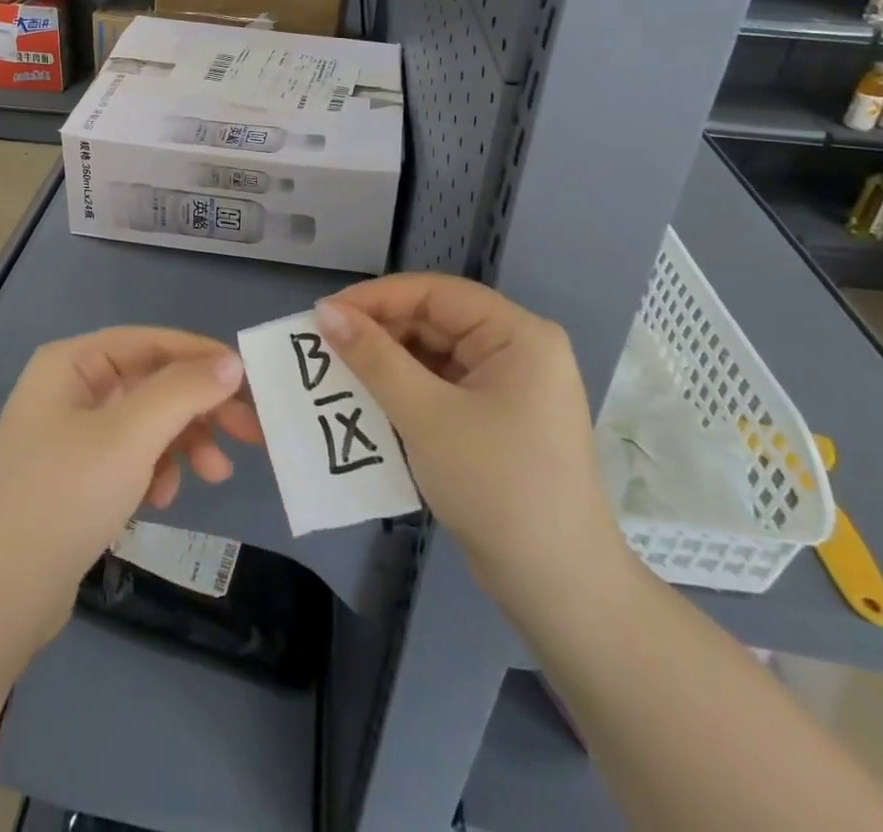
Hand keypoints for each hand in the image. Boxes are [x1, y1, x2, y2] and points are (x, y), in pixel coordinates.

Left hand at [0, 328, 262, 634]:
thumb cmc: (63, 498)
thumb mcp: (130, 437)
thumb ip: (183, 391)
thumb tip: (230, 361)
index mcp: (72, 363)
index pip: (151, 342)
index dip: (203, 356)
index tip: (252, 381)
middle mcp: (70, 388)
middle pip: (153, 383)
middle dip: (200, 408)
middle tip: (252, 433)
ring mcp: (70, 434)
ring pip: (147, 422)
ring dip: (184, 443)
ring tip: (215, 477)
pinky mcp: (76, 476)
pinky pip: (130, 456)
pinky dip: (155, 471)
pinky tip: (162, 500)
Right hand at [315, 275, 628, 619]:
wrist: (559, 590)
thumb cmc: (497, 488)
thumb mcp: (427, 416)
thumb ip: (374, 358)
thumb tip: (326, 312)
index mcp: (518, 335)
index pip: (436, 293)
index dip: (377, 298)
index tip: (324, 314)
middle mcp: (518, 350)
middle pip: (435, 321)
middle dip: (379, 332)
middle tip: (324, 346)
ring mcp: (509, 387)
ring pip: (434, 355)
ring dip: (387, 362)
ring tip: (337, 372)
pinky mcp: (496, 419)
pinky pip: (441, 387)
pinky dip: (405, 390)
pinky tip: (369, 401)